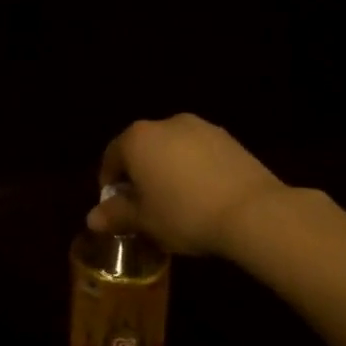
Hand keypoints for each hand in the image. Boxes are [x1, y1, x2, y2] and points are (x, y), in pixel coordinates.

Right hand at [89, 115, 284, 256]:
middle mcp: (165, 123)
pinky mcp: (228, 138)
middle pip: (142, 149)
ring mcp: (201, 127)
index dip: (109, 183)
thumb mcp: (144, 221)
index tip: (116, 207)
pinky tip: (203, 196)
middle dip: (139, 175)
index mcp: (137, 139)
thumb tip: (92, 218)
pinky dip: (194, 169)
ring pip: (172, 149)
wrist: (252, 212)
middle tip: (144, 206)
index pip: (111, 157)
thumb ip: (116, 215)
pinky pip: (199, 153)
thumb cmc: (184, 214)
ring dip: (167, 170)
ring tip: (176, 202)